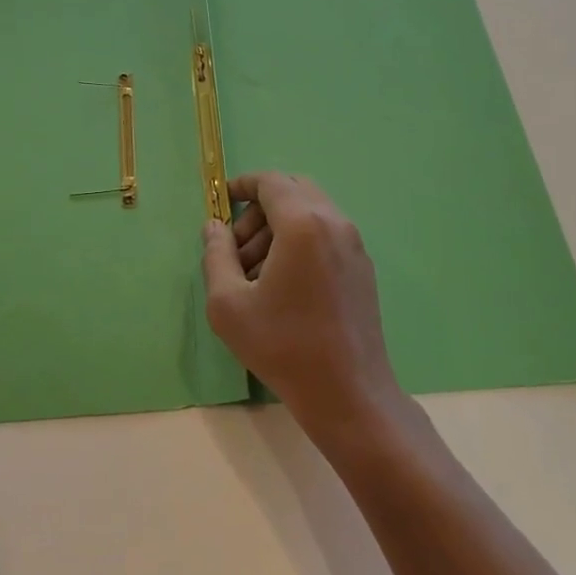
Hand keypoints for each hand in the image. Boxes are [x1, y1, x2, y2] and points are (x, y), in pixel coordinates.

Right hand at [202, 173, 405, 437]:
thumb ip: (215, 255)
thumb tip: (213, 226)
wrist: (348, 393)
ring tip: (254, 274)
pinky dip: (300, 241)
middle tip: (236, 250)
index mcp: (303, 223)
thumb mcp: (229, 304)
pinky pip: (326, 234)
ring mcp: (354, 244)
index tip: (222, 202)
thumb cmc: (283, 346)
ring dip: (279, 228)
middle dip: (259, 210)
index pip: (271, 182)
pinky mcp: (362, 266)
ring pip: (310, 212)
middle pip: (292, 191)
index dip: (242, 185)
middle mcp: (334, 222)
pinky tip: (284, 285)